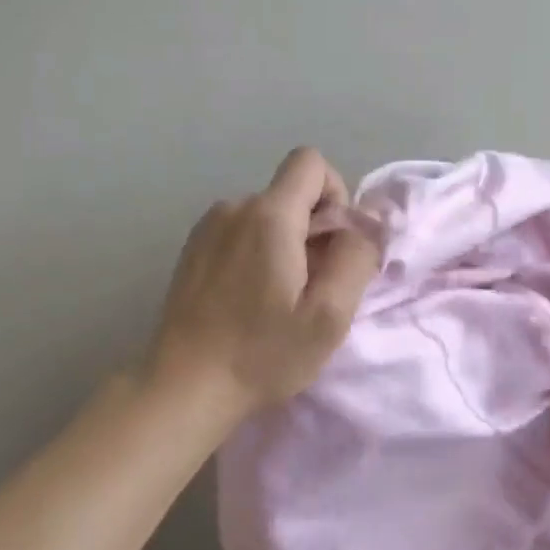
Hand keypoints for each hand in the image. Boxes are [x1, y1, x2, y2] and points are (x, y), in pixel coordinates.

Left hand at [146, 148, 379, 420]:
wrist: (184, 387)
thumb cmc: (263, 354)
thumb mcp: (329, 315)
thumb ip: (357, 258)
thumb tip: (366, 224)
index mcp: (269, 216)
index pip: (310, 162)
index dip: (335, 194)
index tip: (332, 245)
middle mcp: (234, 208)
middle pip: (290, 193)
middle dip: (313, 230)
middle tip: (310, 289)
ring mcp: (208, 228)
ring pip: (267, 216)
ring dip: (285, 245)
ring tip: (277, 300)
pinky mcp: (192, 250)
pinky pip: (241, 233)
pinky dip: (257, 254)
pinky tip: (249, 300)